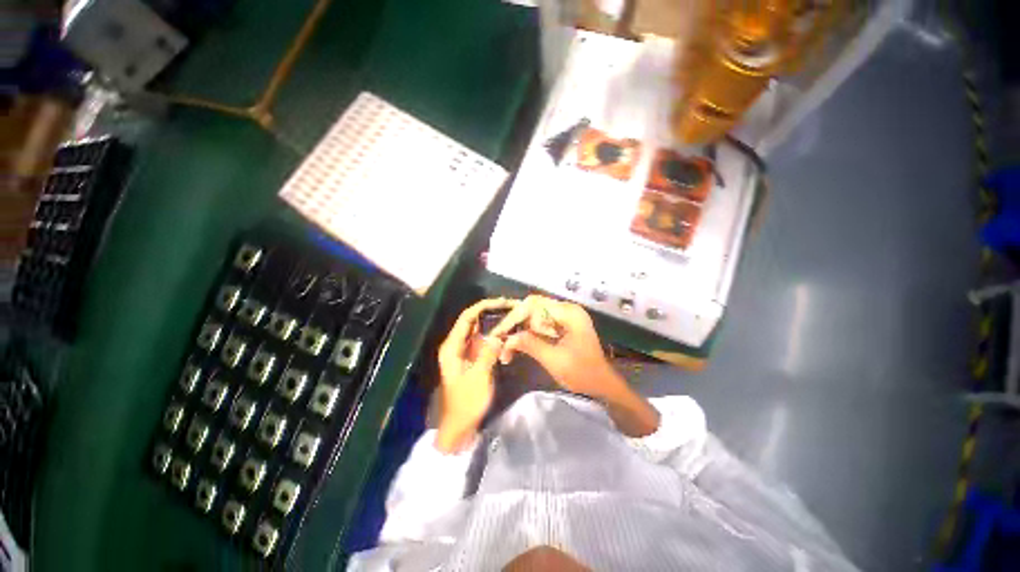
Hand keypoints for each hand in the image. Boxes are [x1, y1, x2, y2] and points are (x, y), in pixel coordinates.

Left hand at [435, 298, 515, 452]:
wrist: (459, 426)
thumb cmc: (466, 403)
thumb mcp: (479, 377)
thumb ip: (488, 353)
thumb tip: (499, 335)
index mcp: (452, 347)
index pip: (466, 318)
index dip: (483, 306)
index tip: (501, 302)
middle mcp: (455, 345)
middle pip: (471, 321)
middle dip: (489, 311)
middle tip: (509, 306)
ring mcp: (463, 352)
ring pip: (477, 330)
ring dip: (491, 321)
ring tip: (509, 314)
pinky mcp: (471, 359)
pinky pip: (482, 341)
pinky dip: (492, 335)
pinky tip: (505, 332)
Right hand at [492, 295, 659, 436]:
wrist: (602, 383)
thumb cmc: (582, 373)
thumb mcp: (554, 360)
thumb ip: (530, 344)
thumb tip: (507, 338)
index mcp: (569, 313)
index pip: (534, 305)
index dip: (514, 317)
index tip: (500, 334)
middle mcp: (567, 309)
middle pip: (532, 307)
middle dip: (515, 323)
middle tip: (500, 339)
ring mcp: (565, 315)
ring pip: (534, 314)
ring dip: (520, 328)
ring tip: (507, 346)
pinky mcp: (562, 324)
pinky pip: (540, 322)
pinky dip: (528, 332)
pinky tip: (518, 344)